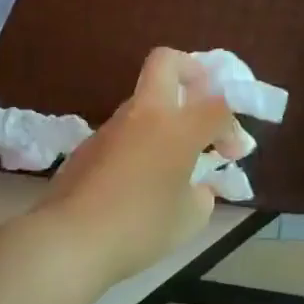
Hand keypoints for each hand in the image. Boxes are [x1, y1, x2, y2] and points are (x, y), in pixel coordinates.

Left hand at [37, 49, 238, 286]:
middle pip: (167, 62)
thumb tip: (195, 187)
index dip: (233, 126)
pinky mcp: (88, 147)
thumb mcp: (190, 217)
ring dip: (166, 118)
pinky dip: (142, 144)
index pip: (219, 104)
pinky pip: (125, 133)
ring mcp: (111, 128)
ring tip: (175, 160)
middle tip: (202, 104)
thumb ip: (202, 193)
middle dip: (192, 74)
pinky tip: (142, 181)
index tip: (232, 155)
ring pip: (144, 102)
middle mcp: (144, 116)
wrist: (70, 241)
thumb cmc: (142, 227)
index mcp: (177, 127)